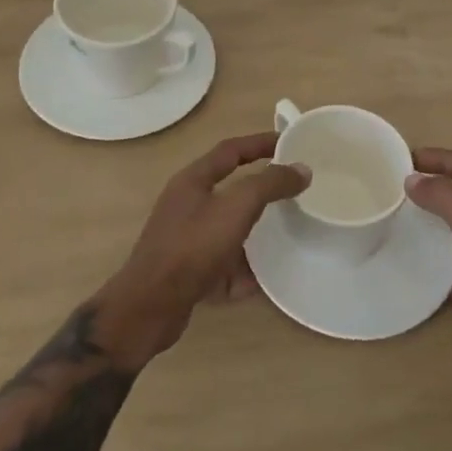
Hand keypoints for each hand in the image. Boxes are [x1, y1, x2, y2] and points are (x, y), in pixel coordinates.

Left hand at [95, 133, 309, 365]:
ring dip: (256, 233)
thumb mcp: (237, 207)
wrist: (150, 308)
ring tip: (286, 235)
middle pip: (231, 190)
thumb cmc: (192, 247)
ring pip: (229, 230)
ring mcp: (186, 241)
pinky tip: (265, 279)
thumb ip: (270, 185)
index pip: (231, 150)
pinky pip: (224, 265)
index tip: (290, 142)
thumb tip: (301, 169)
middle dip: (262, 191)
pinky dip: (244, 271)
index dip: (260, 142)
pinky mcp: (189, 273)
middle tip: (293, 191)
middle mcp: (187, 206)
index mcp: (193, 181)